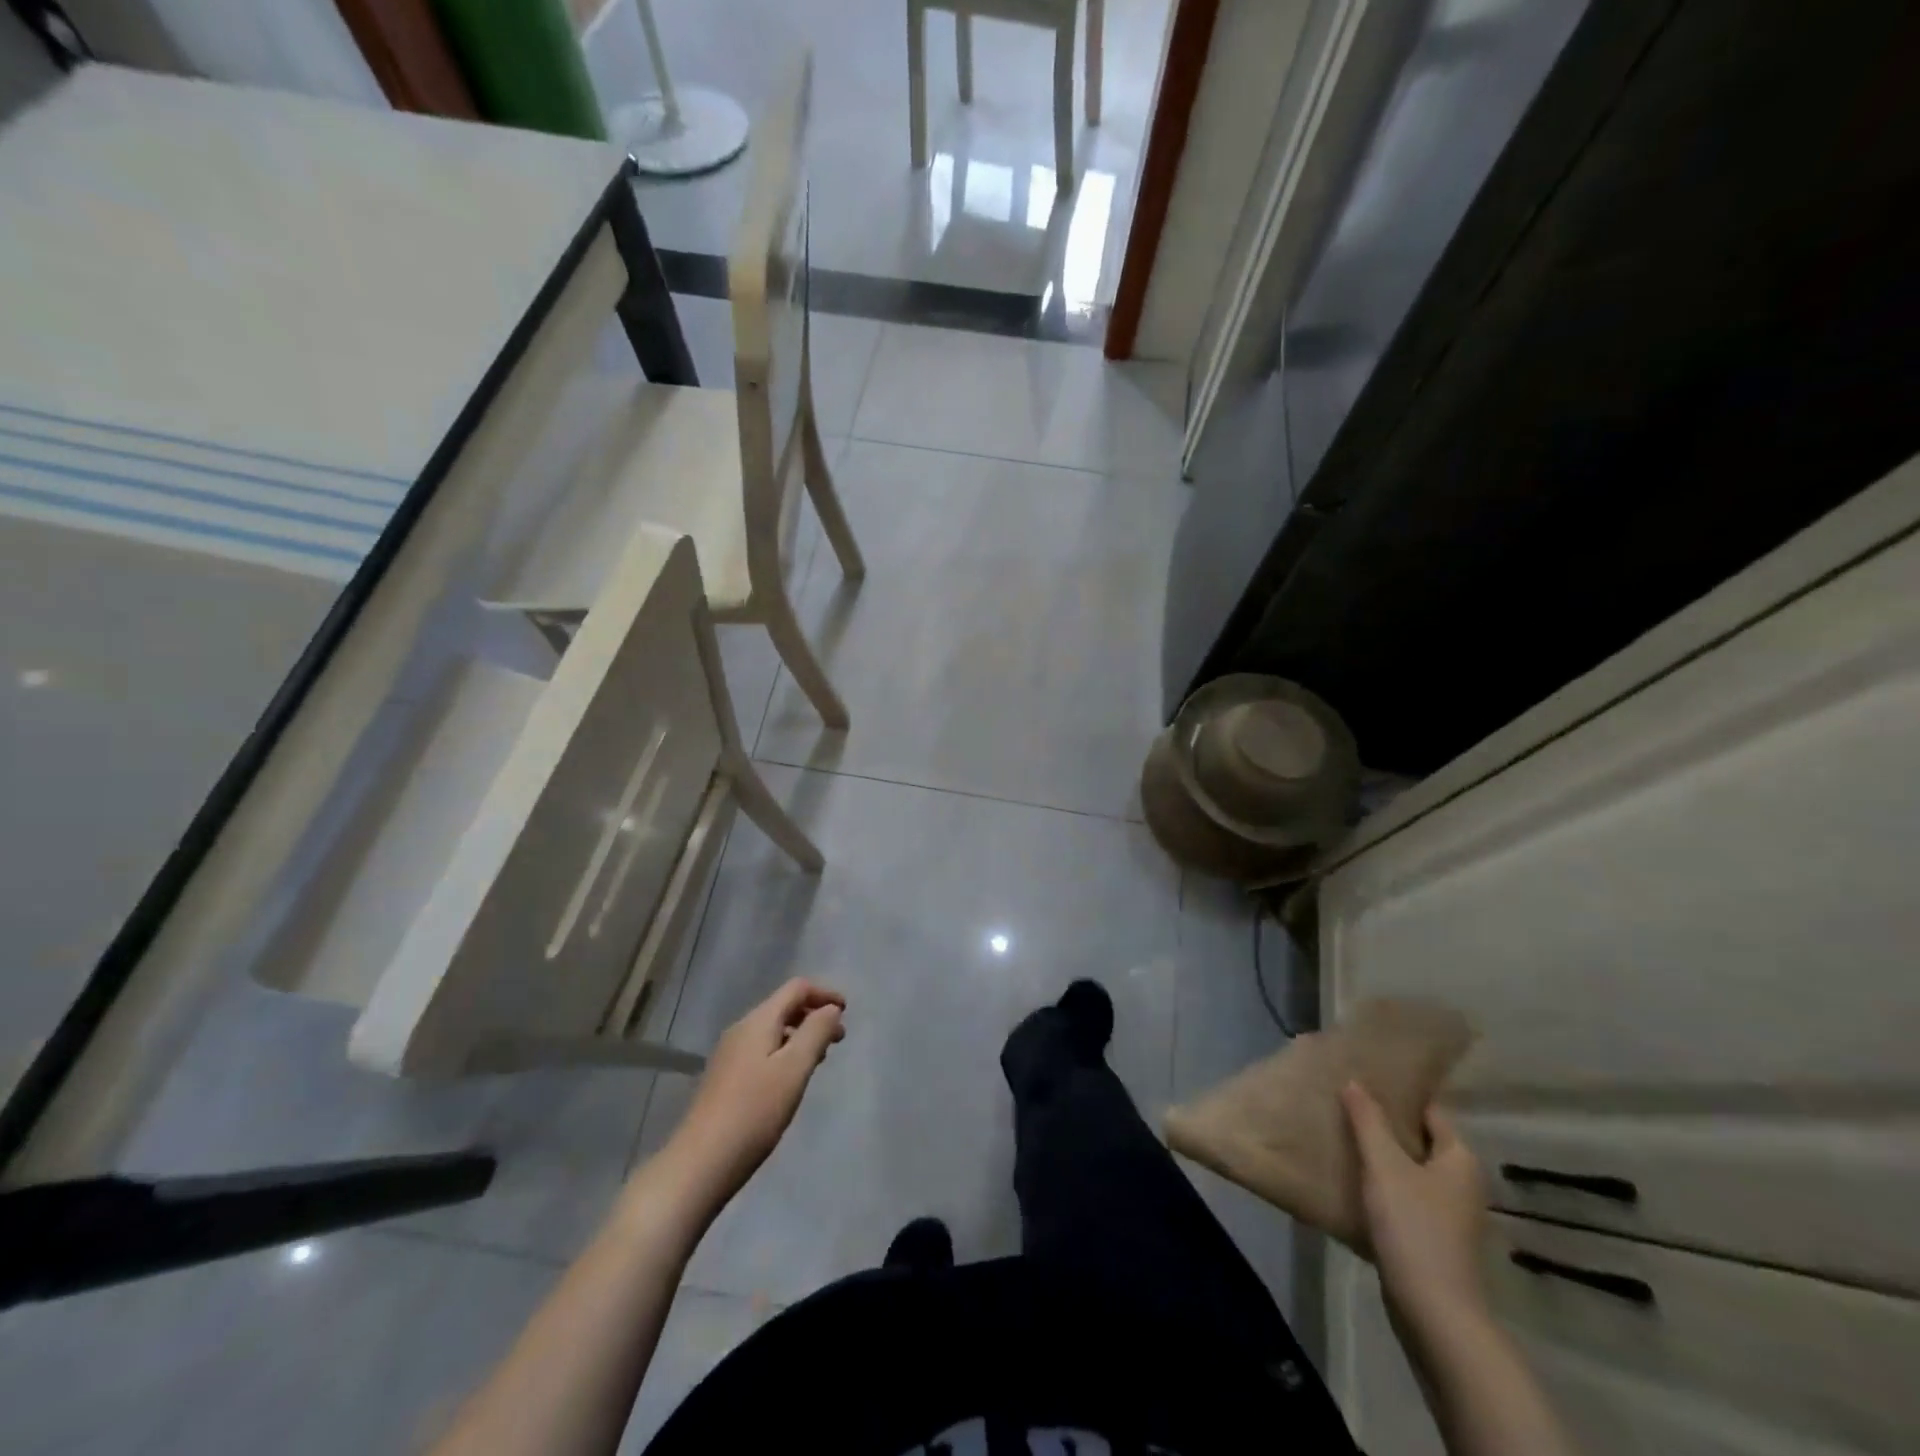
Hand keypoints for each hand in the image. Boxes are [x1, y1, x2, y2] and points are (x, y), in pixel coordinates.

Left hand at [668, 979, 846, 1201]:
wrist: (700, 1163)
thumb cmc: (754, 1111)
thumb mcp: (794, 1069)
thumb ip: (816, 1032)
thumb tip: (830, 1008)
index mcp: (758, 1021)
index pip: (796, 988)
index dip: (824, 993)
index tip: (847, 1012)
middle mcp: (741, 1030)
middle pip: (783, 1007)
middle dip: (814, 1015)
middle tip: (839, 1040)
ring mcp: (730, 1055)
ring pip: (773, 1031)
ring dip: (801, 1036)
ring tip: (820, 1060)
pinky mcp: (725, 1079)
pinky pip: (762, 1050)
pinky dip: (785, 1053)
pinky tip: (791, 1080)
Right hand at [1342, 1081, 1489, 1335]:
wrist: (1434, 1310)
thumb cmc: (1413, 1226)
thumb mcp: (1384, 1165)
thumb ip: (1368, 1120)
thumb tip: (1354, 1081)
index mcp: (1460, 1158)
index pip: (1431, 1110)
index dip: (1399, 1094)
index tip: (1364, 1079)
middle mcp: (1462, 1182)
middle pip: (1420, 1140)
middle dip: (1385, 1124)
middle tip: (1345, 1104)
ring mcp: (1450, 1214)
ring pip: (1411, 1170)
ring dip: (1382, 1156)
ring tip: (1343, 1136)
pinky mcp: (1434, 1239)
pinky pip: (1406, 1197)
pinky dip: (1384, 1186)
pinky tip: (1354, 1181)